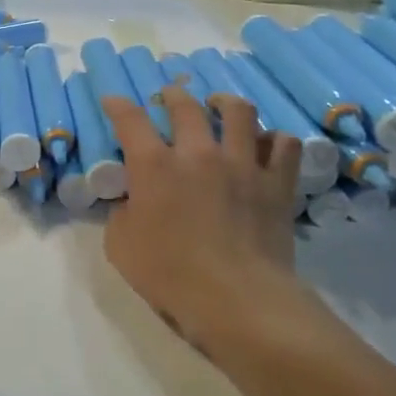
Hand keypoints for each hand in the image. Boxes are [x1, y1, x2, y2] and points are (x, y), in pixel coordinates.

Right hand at [100, 87, 303, 358]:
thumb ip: (123, 212)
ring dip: (225, 103)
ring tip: (220, 105)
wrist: (236, 299)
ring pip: (240, 112)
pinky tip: (265, 144)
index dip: (118, 105)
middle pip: (186, 106)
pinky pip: (283, 145)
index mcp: (154, 166)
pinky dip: (273, 139)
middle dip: (173, 96)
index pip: (130, 120)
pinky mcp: (277, 184)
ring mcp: (243, 164)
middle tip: (168, 97)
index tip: (112, 101)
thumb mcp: (120, 245)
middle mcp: (198, 153)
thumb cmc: (169, 274)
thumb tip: (134, 201)